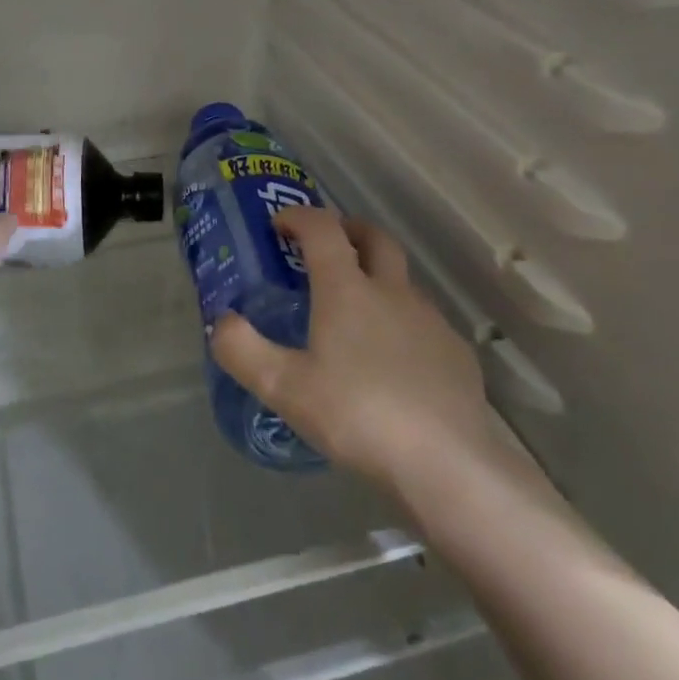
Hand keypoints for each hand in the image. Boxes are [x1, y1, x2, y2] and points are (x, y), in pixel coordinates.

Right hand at [209, 206, 493, 488]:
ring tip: (356, 311)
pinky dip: (402, 320)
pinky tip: (393, 360)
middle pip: (375, 238)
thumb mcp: (283, 388)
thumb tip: (222, 322)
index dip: (299, 216)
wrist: (445, 462)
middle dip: (348, 229)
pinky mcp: (456, 352)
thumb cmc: (356, 415)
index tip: (279, 224)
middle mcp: (392, 291)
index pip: (322, 229)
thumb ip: (242, 350)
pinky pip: (423, 321)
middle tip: (326, 245)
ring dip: (377, 277)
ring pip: (402, 280)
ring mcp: (430, 320)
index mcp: (347, 290)